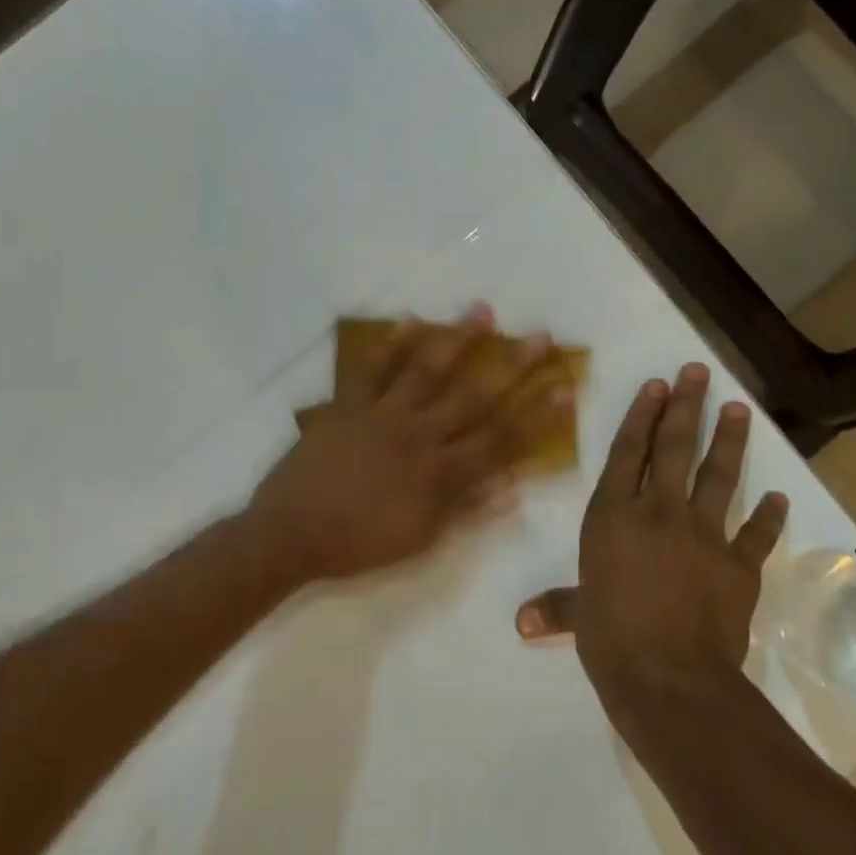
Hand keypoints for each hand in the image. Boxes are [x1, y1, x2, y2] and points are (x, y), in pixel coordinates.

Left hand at [247, 306, 553, 582]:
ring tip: (482, 310)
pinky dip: (388, 344)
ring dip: (456, 339)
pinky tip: (408, 320)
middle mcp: (418, 435)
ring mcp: (382, 415)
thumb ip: (466, 510)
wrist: (290, 534)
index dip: (536, 414)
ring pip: (427, 371)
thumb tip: (513, 486)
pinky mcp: (348, 405)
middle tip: (539, 336)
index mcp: (439, 472)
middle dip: (511, 366)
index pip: (501, 440)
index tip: (565, 386)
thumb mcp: (420, 540)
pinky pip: (370, 369)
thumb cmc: (358, 544)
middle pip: (474, 397)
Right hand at [516, 362, 787, 697]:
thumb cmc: (611, 639)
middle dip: (686, 407)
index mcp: (613, 518)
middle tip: (698, 373)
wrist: (671, 678)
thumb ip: (556, 608)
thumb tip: (521, 621)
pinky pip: (756, 534)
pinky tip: (778, 496)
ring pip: (718, 476)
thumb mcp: (578, 618)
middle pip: (674, 449)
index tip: (656, 385)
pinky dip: (767, 516)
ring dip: (729, 441)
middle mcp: (658, 513)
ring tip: (739, 409)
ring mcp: (703, 535)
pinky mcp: (739, 565)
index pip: (627, 454)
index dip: (641, 417)